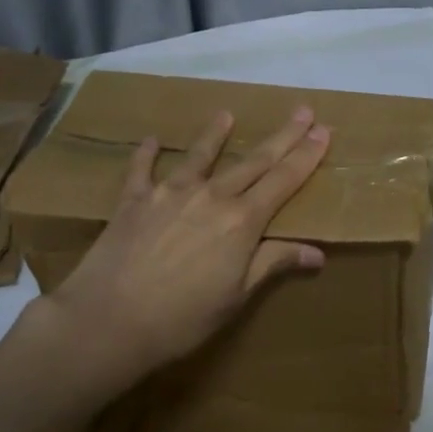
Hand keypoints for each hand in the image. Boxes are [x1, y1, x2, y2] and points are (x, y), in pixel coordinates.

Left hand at [35, 105, 330, 391]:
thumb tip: (317, 252)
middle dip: (281, 136)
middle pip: (253, 161)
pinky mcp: (134, 200)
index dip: (305, 156)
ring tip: (227, 113)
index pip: (283, 181)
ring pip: (200, 155)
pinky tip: (152, 139)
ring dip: (216, 133)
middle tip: (302, 111)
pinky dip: (147, 152)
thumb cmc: (182, 318)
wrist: (109, 320)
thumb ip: (273, 264)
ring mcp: (169, 193)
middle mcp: (211, 196)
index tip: (323, 131)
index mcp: (241, 222)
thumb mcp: (236, 297)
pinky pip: (142, 169)